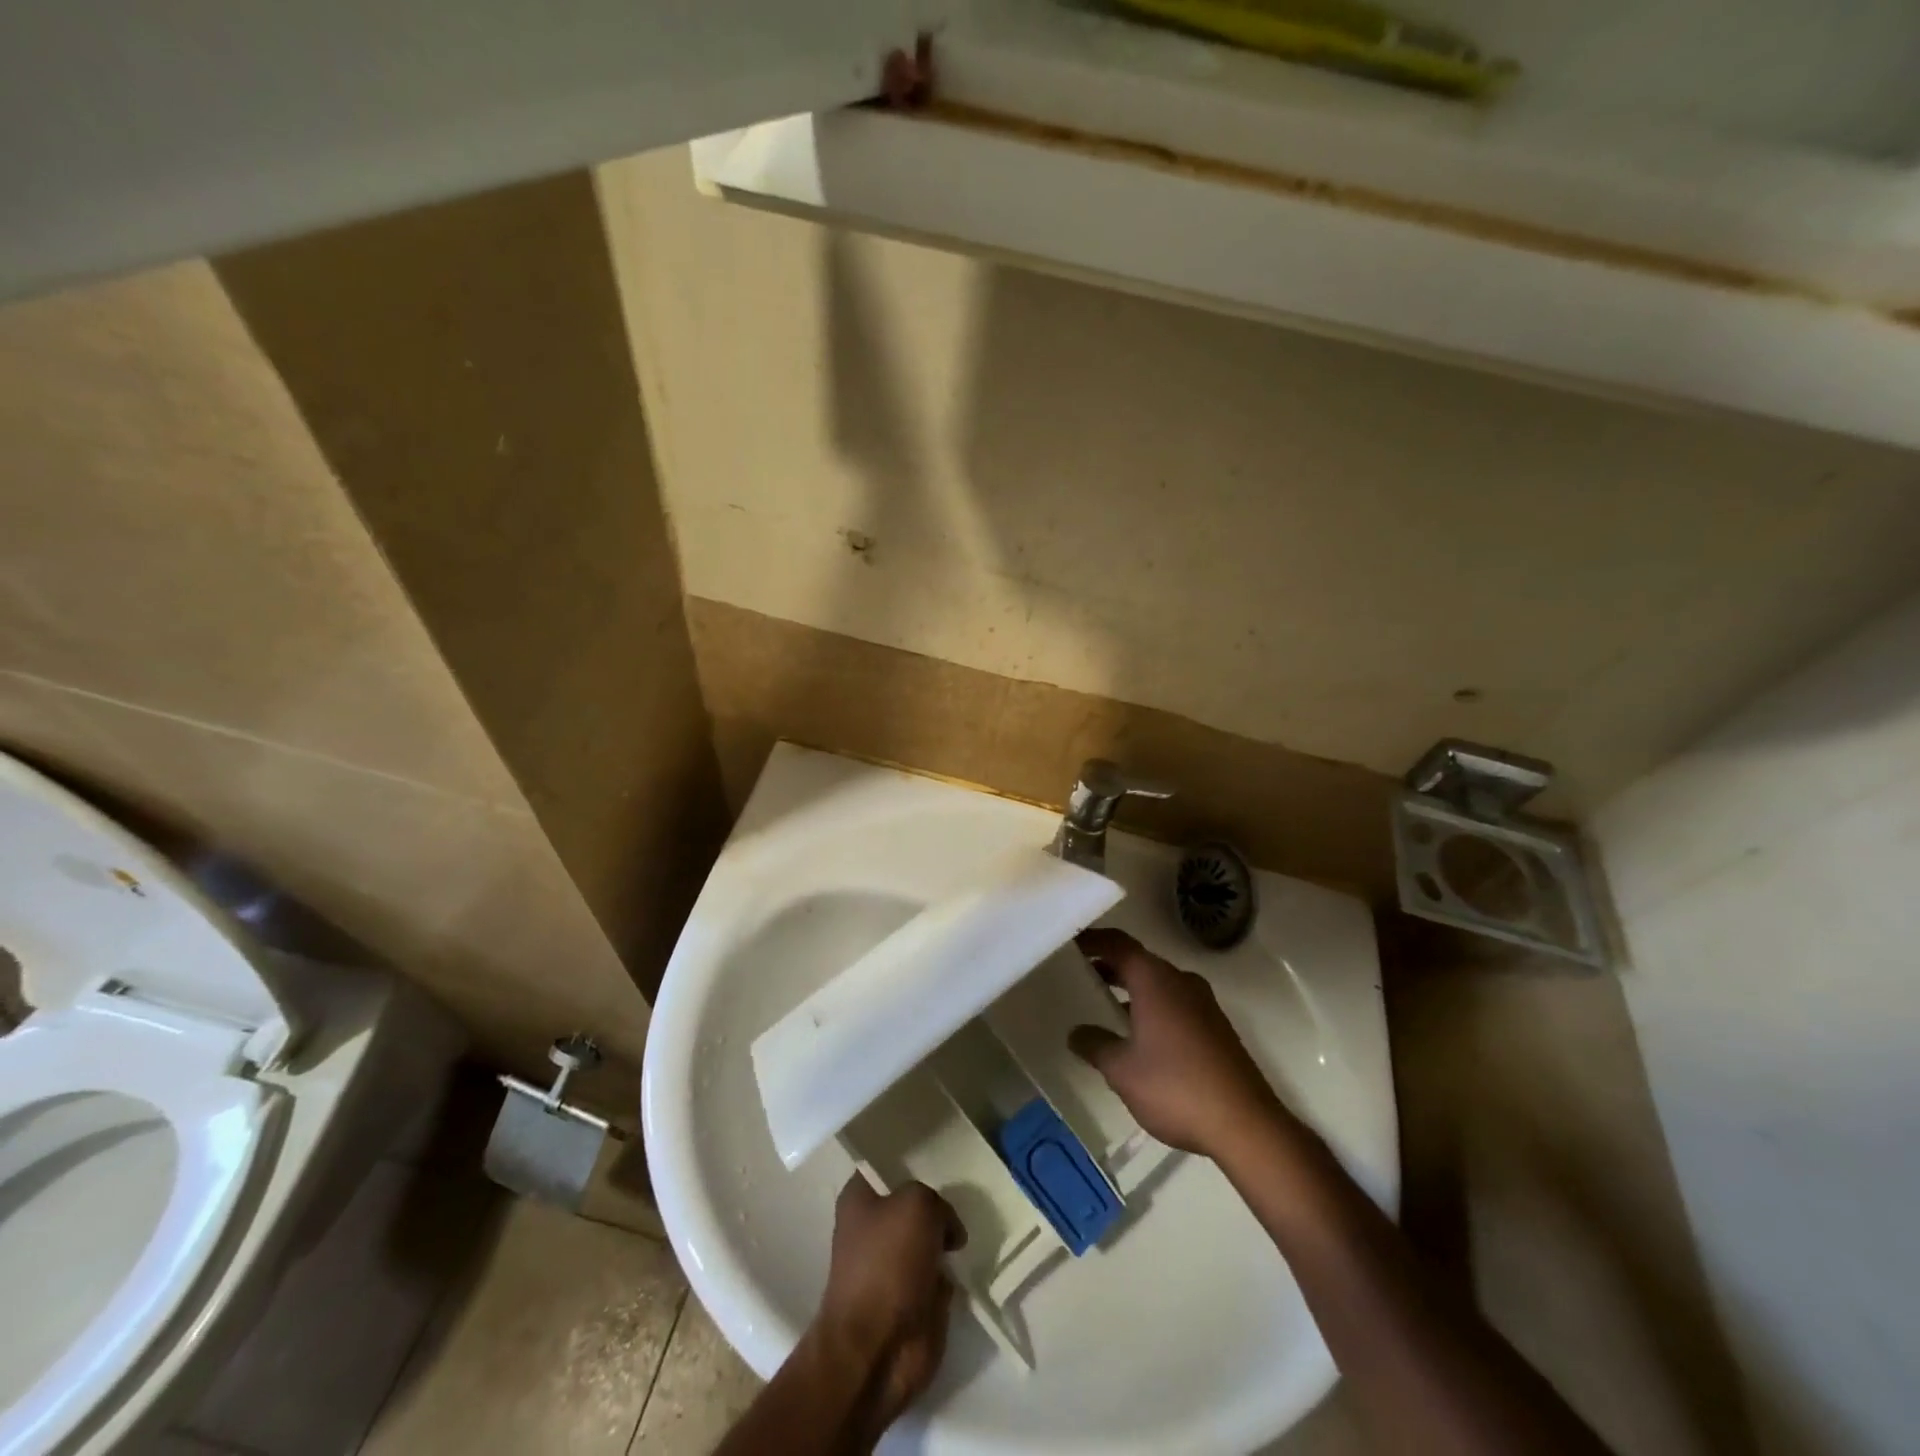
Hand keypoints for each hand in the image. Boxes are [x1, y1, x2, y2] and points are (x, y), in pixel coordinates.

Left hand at [813, 1176, 963, 1429]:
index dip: (911, 1158)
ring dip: (949, 1236)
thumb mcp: (918, 1205)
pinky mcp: (912, 1299)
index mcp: (860, 1198)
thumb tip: (947, 1228)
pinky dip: (953, 1272)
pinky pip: (939, 1273)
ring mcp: (893, 1265)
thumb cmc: (887, 1263)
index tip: (941, 1151)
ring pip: (928, 1236)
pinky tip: (971, 1259)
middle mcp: (873, 1227)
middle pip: (912, 1201)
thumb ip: (937, 1201)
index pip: (886, 1164)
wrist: (878, 1349)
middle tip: (966, 1189)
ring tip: (976, 1221)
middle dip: (937, 1199)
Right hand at [1070, 928, 1285, 1159]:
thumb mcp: (1122, 1070)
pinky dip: (1151, 1007)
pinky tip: (1138, 1036)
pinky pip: (1175, 1003)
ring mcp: (1203, 1004)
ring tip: (1103, 1006)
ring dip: (1131, 989)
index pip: (1118, 944)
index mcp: (1155, 980)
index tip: (1070, 942)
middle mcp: (1181, 981)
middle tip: (1079, 975)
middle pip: (1139, 961)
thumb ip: (1095, 1045)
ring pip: (1159, 984)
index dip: (1093, 940)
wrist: (1246, 1125)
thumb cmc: (1176, 1087)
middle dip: (1109, 966)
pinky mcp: (1216, 1028)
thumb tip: (1076, 1033)